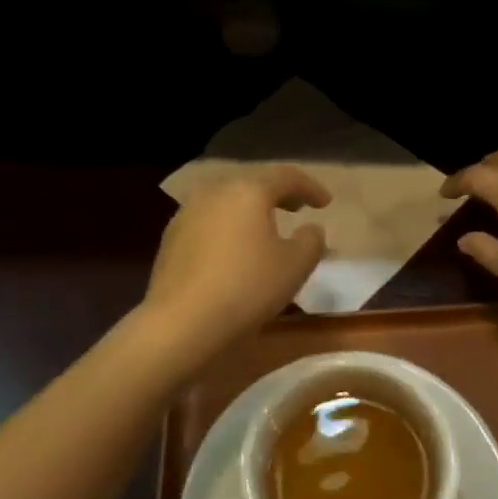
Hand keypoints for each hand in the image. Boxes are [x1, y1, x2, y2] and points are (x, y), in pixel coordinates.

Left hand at [144, 165, 330, 353]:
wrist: (180, 322)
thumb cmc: (247, 287)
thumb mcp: (295, 266)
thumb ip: (311, 241)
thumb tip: (310, 229)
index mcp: (248, 191)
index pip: (286, 176)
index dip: (310, 187)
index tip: (326, 202)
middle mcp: (214, 192)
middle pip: (253, 184)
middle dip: (278, 194)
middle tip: (298, 207)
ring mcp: (187, 214)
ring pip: (227, 202)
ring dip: (251, 210)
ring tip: (267, 228)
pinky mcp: (171, 239)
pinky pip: (209, 222)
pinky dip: (229, 227)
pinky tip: (235, 249)